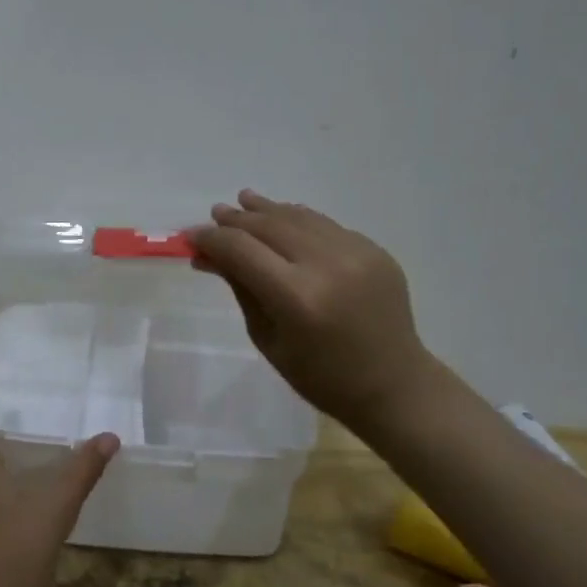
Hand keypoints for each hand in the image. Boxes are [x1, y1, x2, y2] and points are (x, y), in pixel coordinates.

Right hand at [191, 190, 434, 432]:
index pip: (242, 250)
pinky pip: (326, 226)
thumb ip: (241, 288)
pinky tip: (283, 219)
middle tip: (215, 213)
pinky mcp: (375, 250)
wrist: (393, 384)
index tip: (193, 237)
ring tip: (244, 201)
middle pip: (270, 226)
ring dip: (268, 209)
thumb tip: (209, 255)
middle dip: (237, 219)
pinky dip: (299, 220)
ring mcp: (356, 253)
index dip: (213, 239)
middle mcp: (327, 265)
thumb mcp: (268, 338)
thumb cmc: (320, 376)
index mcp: (297, 298)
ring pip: (300, 217)